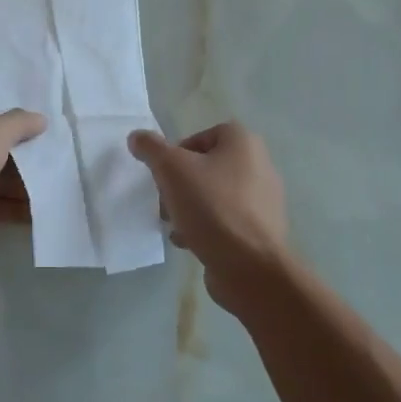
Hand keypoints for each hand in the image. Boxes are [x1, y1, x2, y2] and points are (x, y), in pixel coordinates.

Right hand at [127, 122, 288, 307]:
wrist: (250, 267)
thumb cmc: (212, 207)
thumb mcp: (171, 169)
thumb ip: (151, 148)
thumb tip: (137, 137)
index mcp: (244, 144)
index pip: (204, 135)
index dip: (179, 151)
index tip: (164, 173)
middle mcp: (260, 166)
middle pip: (207, 167)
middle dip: (180, 184)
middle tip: (165, 201)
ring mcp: (263, 202)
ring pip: (214, 195)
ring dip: (189, 207)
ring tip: (173, 225)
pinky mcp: (261, 232)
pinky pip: (226, 221)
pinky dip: (206, 227)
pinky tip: (189, 242)